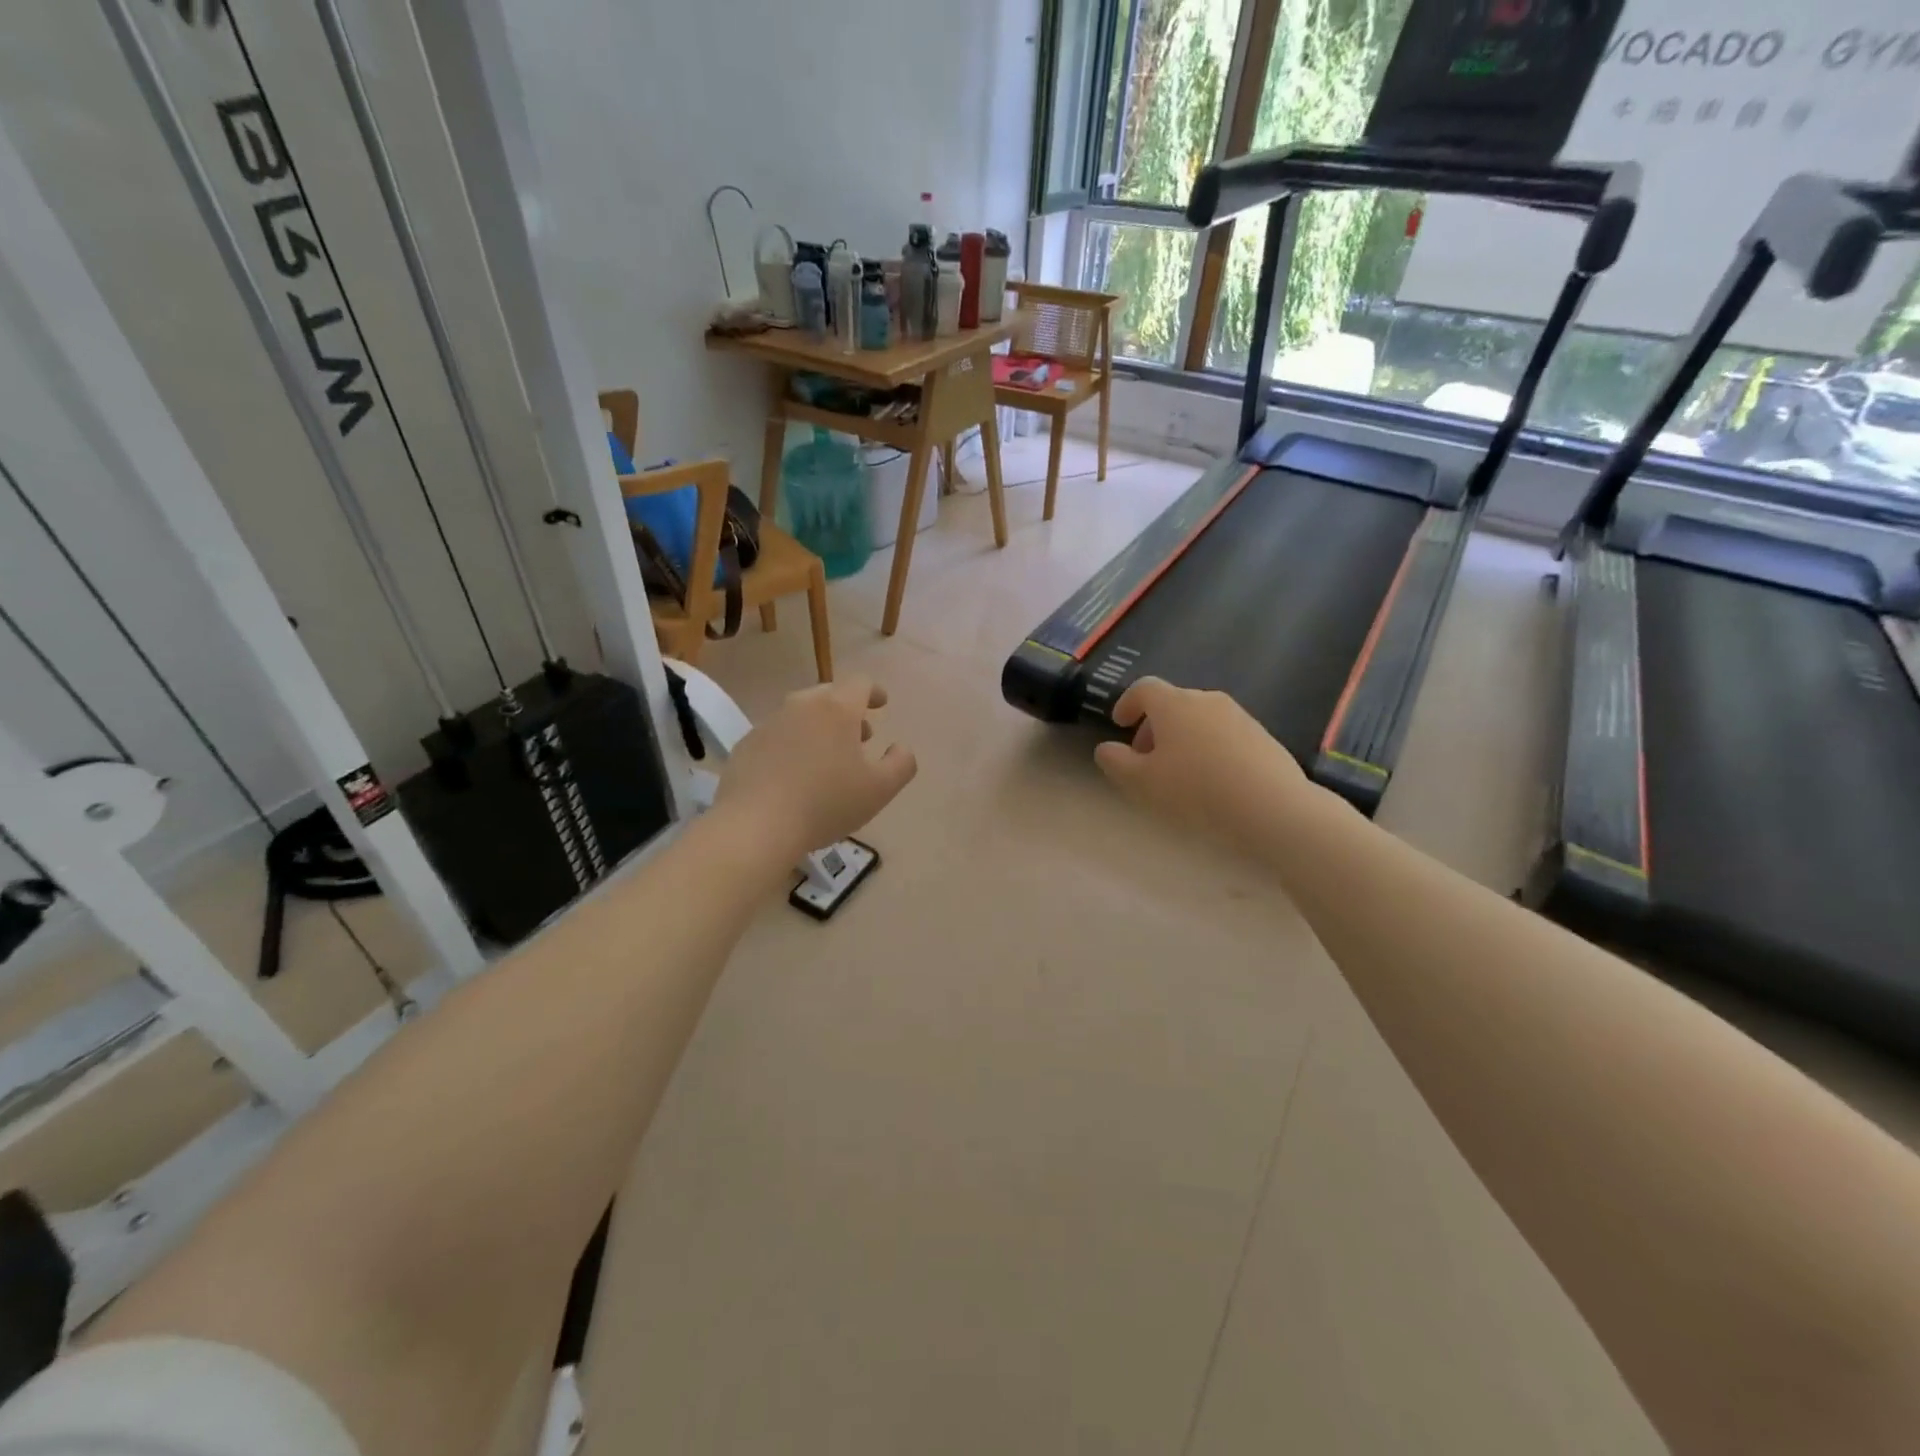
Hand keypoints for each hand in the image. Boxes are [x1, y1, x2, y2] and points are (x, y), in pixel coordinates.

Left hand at [715, 677, 916, 858]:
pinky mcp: (746, 745)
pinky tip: (794, 774)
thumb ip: (901, 763)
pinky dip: (792, 745)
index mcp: (837, 709)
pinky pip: (777, 736)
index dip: (874, 692)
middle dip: (848, 710)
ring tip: (827, 757)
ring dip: (818, 727)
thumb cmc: (826, 803)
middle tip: (859, 736)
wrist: (756, 825)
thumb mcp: (880, 789)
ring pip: (801, 715)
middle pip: (829, 695)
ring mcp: (769, 724)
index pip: (860, 684)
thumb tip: (901, 748)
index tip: (881, 705)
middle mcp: (801, 706)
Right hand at [1094, 677, 1308, 844]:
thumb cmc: (1195, 791)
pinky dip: (1208, 749)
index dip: (1127, 703)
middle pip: (1172, 704)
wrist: (1272, 808)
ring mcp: (1239, 716)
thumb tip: (1106, 748)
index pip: (1144, 688)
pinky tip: (1211, 782)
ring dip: (1181, 739)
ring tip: (1178, 774)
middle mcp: (1207, 700)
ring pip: (1199, 720)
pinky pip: (1224, 735)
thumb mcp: (1141, 782)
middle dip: (1153, 727)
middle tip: (1145, 760)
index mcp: (1174, 704)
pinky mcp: (1262, 737)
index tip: (1119, 724)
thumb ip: (1116, 762)